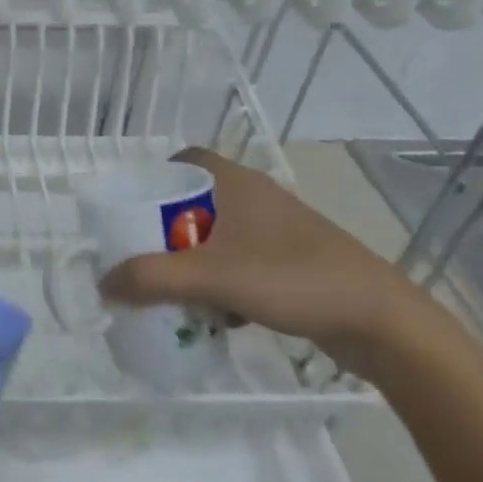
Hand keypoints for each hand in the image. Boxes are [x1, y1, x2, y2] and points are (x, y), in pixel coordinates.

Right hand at [97, 147, 428, 366]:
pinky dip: (223, 282)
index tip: (132, 208)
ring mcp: (278, 231)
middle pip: (196, 202)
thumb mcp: (211, 276)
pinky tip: (218, 314)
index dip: (155, 178)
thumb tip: (102, 284)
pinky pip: (242, 263)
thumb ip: (151, 278)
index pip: (185, 160)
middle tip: (142, 255)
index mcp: (236, 182)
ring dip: (194, 260)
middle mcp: (256, 198)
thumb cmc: (291, 278)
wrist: (380, 321)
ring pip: (219, 237)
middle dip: (167, 230)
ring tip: (172, 289)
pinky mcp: (294, 263)